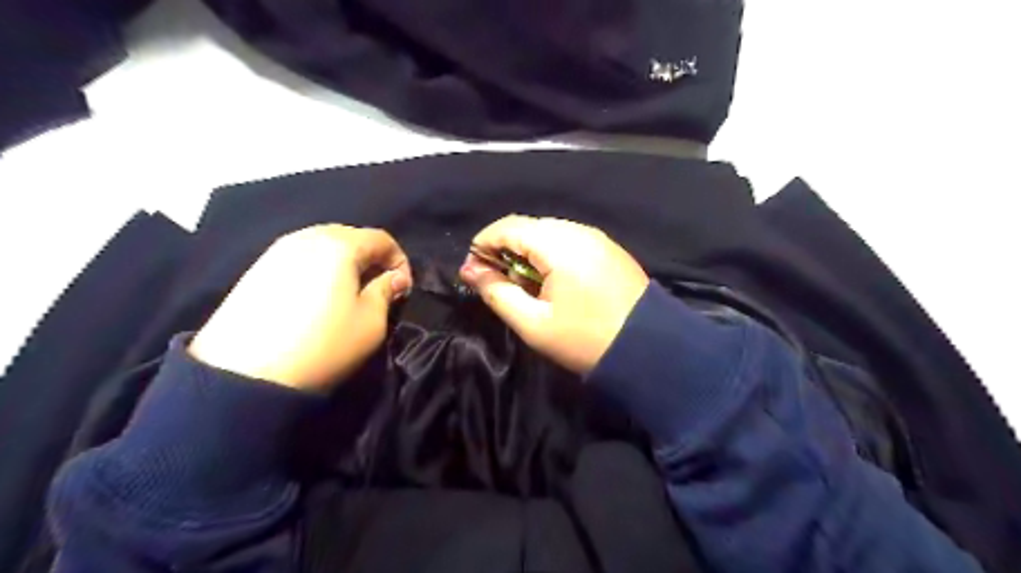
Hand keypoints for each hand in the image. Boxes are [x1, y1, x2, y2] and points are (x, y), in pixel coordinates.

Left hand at [189, 227, 412, 391]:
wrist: (245, 373)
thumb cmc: (323, 345)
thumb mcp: (370, 322)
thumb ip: (387, 292)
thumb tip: (396, 278)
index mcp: (340, 245)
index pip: (382, 239)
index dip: (399, 261)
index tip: (403, 289)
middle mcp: (307, 236)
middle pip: (351, 236)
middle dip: (372, 259)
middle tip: (378, 288)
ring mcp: (277, 250)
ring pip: (323, 245)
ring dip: (344, 263)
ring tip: (348, 292)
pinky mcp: (257, 268)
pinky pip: (300, 257)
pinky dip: (318, 269)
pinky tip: (317, 296)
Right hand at [461, 216, 649, 372]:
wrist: (651, 350)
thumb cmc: (585, 340)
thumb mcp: (533, 323)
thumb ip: (497, 293)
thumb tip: (470, 271)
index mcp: (559, 244)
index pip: (509, 227)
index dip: (484, 243)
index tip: (472, 268)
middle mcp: (579, 231)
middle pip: (529, 227)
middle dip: (505, 248)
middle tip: (495, 280)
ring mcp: (598, 238)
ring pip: (550, 233)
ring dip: (528, 252)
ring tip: (522, 284)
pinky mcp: (609, 249)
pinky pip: (570, 241)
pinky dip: (551, 255)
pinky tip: (550, 280)